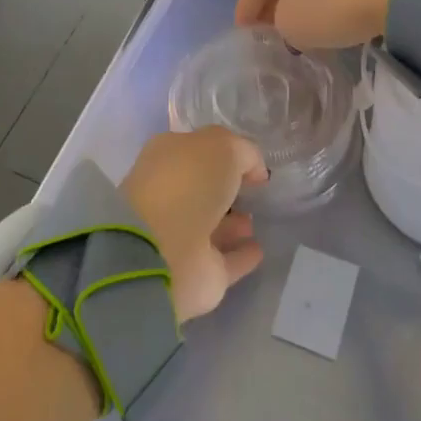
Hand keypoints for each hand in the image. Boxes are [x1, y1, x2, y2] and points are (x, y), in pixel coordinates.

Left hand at [122, 128, 267, 321]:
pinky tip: (258, 250)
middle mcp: (170, 196)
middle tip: (254, 192)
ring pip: (212, 227)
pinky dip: (240, 256)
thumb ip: (243, 152)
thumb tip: (255, 172)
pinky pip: (224, 261)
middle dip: (226, 191)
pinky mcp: (196, 274)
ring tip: (254, 221)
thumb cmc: (187, 184)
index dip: (223, 154)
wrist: (162, 251)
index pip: (197, 152)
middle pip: (202, 190)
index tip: (251, 163)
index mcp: (166, 159)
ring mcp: (180, 237)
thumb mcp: (222, 147)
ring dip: (233, 224)